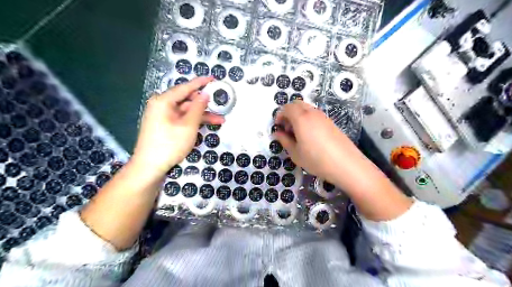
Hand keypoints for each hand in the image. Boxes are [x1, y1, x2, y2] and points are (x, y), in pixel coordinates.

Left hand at [130, 76, 223, 179]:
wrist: (149, 166)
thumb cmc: (169, 144)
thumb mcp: (188, 125)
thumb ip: (198, 108)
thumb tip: (204, 94)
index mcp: (164, 101)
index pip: (185, 87)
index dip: (201, 83)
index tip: (213, 78)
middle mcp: (162, 105)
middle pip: (187, 100)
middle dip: (205, 104)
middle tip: (220, 104)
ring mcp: (163, 116)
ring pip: (186, 112)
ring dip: (202, 115)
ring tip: (220, 120)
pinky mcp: (165, 126)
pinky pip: (182, 119)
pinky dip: (194, 122)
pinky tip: (207, 125)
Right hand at [274, 101, 360, 185]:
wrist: (346, 164)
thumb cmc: (316, 160)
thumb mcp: (295, 153)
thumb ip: (284, 141)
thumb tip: (277, 133)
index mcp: (301, 118)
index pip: (287, 108)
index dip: (279, 115)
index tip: (278, 127)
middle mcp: (312, 113)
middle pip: (297, 104)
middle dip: (288, 113)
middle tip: (287, 129)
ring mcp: (323, 116)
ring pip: (307, 108)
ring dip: (298, 116)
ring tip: (298, 134)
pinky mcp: (331, 122)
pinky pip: (315, 115)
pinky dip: (308, 119)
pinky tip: (310, 136)